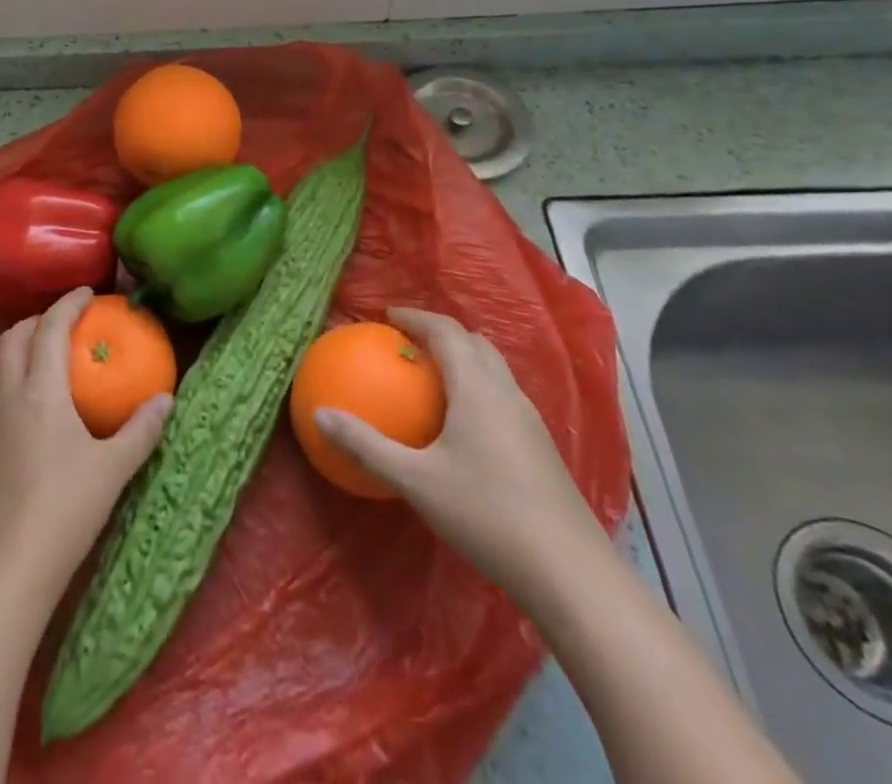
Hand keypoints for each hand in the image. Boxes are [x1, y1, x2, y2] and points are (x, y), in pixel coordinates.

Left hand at [0, 288, 171, 604]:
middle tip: (67, 322)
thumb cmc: (65, 510)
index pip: (50, 328)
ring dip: (23, 348)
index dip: (68, 303)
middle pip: (14, 336)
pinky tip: (36, 408)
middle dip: (38, 319)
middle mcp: (9, 395)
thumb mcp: (113, 470)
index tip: (88, 292)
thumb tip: (167, 399)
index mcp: (40, 391)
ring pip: (0, 364)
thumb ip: (141, 430)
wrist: (6, 568)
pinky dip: (15, 379)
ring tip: (51, 359)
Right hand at [314, 308, 608, 604]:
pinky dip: (478, 389)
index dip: (416, 317)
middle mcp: (507, 394)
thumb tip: (319, 415)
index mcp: (478, 388)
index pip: (447, 332)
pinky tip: (462, 426)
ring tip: (432, 377)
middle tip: (408, 343)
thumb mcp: (416, 481)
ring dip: (464, 361)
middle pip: (476, 344)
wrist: (572, 575)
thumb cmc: (487, 514)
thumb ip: (366, 445)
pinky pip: (503, 398)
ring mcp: (531, 422)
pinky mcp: (542, 450)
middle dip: (441, 334)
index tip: (387, 316)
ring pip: (495, 371)